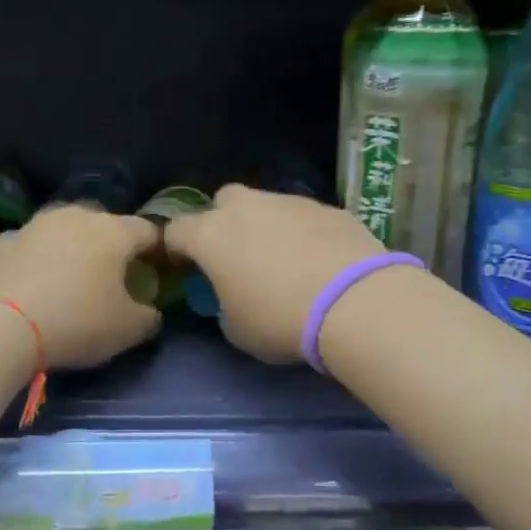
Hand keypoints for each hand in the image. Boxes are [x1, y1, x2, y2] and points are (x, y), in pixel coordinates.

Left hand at [0, 204, 163, 368]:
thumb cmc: (76, 320)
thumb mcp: (127, 329)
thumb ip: (148, 317)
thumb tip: (149, 311)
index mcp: (114, 231)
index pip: (148, 231)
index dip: (158, 250)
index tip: (159, 270)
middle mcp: (77, 216)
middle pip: (106, 225)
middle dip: (114, 246)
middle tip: (115, 275)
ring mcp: (36, 225)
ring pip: (66, 231)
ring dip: (74, 249)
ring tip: (73, 279)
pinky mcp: (3, 241)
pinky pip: (33, 248)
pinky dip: (40, 261)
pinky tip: (36, 285)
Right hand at [163, 184, 383, 363]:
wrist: (354, 301)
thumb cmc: (280, 319)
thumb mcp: (237, 329)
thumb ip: (225, 305)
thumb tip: (234, 297)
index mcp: (211, 236)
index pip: (176, 230)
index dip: (176, 248)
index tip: (184, 266)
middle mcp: (246, 208)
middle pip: (222, 201)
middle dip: (223, 221)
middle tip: (236, 254)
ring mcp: (289, 202)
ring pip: (267, 204)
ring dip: (266, 226)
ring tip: (285, 260)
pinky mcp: (327, 207)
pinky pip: (303, 216)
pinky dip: (303, 233)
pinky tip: (319, 260)